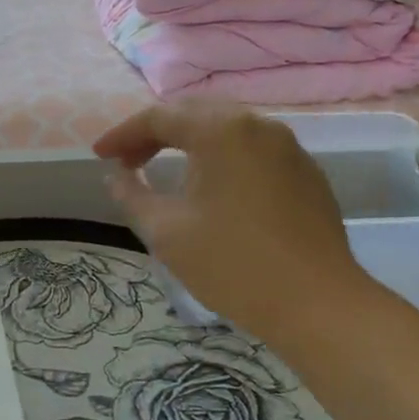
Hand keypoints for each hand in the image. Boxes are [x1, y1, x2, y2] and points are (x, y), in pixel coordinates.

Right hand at [95, 104, 382, 351]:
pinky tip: (212, 184)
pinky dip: (222, 155)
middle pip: (194, 113)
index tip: (100, 156)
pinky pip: (253, 148)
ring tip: (165, 167)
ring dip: (190, 141)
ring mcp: (288, 146)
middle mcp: (257, 125)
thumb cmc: (233, 265)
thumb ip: (132, 194)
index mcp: (221, 130)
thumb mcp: (166, 231)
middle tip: (128, 161)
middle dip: (155, 132)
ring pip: (226, 127)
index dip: (123, 135)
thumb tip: (115, 175)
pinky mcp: (306, 172)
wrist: (318, 306)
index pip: (159, 117)